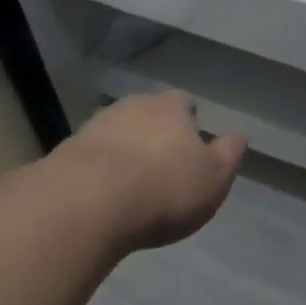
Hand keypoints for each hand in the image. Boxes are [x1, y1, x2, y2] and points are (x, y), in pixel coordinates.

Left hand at [55, 91, 246, 252]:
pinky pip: (90, 155)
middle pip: (146, 112)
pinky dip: (98, 168)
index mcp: (170, 108)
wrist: (89, 202)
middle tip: (161, 161)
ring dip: (123, 149)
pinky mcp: (67, 151)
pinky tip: (103, 192)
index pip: (182, 102)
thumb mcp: (213, 178)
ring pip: (116, 131)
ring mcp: (96, 126)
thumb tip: (238, 136)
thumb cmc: (165, 189)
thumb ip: (228, 155)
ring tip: (130, 180)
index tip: (190, 140)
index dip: (188, 119)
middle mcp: (132, 107)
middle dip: (153, 131)